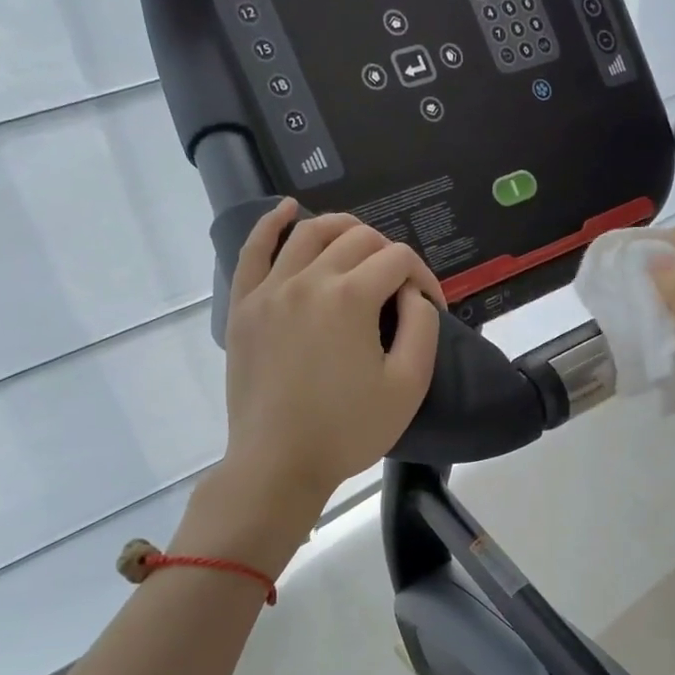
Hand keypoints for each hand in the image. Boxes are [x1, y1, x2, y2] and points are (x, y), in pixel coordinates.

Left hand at [218, 201, 441, 522]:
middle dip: (388, 255)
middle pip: (357, 240)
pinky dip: (271, 224)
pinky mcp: (243, 305)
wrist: (278, 463)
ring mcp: (269, 289)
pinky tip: (287, 210)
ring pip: (309, 233)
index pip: (398, 260)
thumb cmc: (348, 430)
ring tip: (360, 245)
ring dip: (342, 229)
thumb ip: (421, 326)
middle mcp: (308, 280)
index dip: (423, 277)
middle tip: (398, 289)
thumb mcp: (408, 385)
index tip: (431, 308)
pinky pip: (254, 250)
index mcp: (350, 298)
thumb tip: (410, 294)